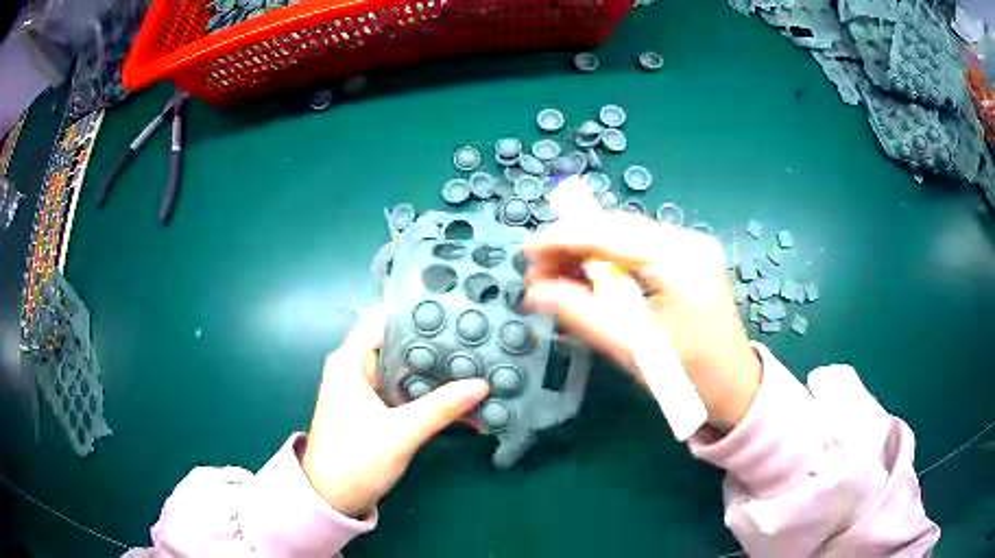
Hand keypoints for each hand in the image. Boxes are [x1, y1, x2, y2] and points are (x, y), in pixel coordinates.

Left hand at [301, 307, 489, 516]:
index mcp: (350, 361)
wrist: (332, 498)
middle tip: (473, 332)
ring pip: (402, 366)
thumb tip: (482, 383)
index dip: (417, 310)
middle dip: (432, 338)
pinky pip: (403, 386)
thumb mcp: (401, 433)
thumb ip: (441, 407)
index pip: (384, 320)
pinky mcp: (373, 406)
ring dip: (431, 364)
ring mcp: (364, 388)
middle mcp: (355, 367)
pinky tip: (455, 387)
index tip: (454, 305)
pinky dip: (425, 386)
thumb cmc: (356, 461)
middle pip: (397, 341)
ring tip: (473, 354)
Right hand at [524, 213, 760, 429]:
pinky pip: (638, 249)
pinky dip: (609, 262)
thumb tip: (535, 293)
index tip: (526, 251)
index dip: (562, 237)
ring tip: (556, 278)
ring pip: (625, 236)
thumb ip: (581, 315)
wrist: (735, 386)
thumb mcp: (632, 349)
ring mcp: (691, 246)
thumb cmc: (690, 375)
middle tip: (538, 272)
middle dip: (571, 245)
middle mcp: (688, 241)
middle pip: (616, 227)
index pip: (610, 233)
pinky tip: (588, 280)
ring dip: (588, 253)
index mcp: (680, 261)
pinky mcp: (688, 258)